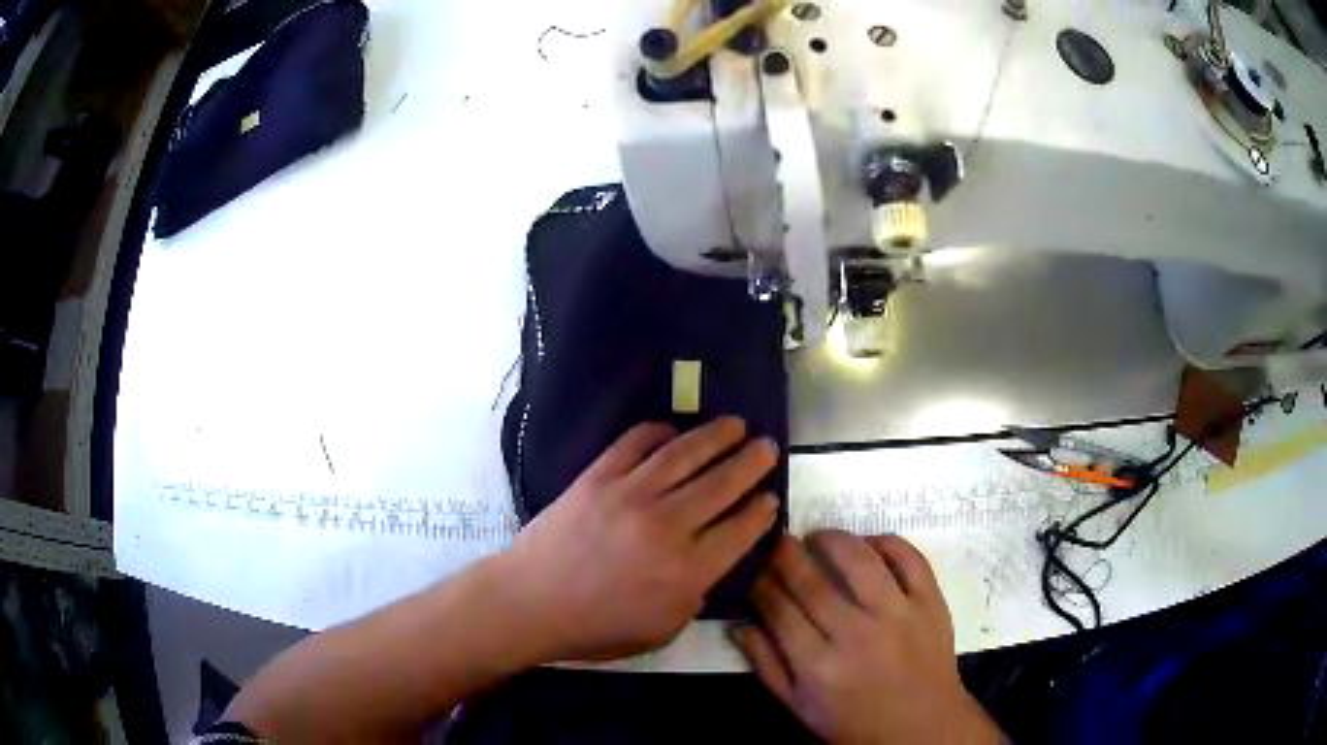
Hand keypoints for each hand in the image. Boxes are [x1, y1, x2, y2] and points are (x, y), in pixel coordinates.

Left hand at [505, 417, 778, 660]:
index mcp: (687, 571)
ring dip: (716, 436)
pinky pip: (635, 443)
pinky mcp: (598, 477)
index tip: (772, 498)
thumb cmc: (597, 627)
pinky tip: (674, 430)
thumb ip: (696, 595)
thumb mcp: (662, 629)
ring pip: (684, 455)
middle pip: (722, 485)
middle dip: (751, 463)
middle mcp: (666, 526)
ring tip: (737, 425)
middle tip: (767, 447)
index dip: (761, 511)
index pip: (740, 530)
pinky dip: (658, 431)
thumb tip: (713, 560)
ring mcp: (630, 495)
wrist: (532, 602)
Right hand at [735, 531, 1002, 744]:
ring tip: (818, 536)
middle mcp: (857, 635)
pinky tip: (868, 544)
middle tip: (777, 540)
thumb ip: (766, 665)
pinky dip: (887, 542)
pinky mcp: (931, 603)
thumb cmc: (853, 720)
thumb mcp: (799, 706)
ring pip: (861, 560)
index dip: (760, 583)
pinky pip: (910, 558)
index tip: (752, 569)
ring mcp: (899, 615)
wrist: (920, 726)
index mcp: (819, 667)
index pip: (778, 610)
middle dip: (786, 555)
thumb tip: (740, 623)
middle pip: (812, 582)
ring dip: (833, 539)